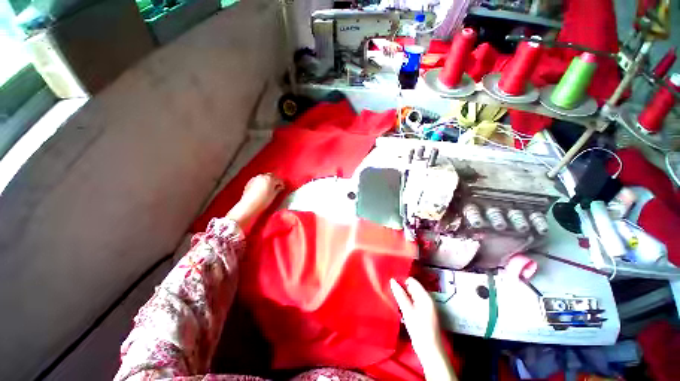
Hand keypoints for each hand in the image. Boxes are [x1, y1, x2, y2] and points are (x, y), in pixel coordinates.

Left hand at [227, 174, 284, 231]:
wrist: (249, 206)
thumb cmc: (263, 201)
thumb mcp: (273, 195)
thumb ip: (278, 189)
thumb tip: (280, 187)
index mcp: (270, 179)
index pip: (279, 179)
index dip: (281, 184)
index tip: (282, 188)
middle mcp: (262, 176)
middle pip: (271, 176)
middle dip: (274, 180)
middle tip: (276, 187)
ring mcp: (255, 178)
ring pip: (264, 177)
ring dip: (267, 180)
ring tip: (269, 187)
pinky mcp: (250, 182)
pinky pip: (258, 180)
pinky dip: (261, 182)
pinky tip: (261, 188)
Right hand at [390, 277, 456, 380]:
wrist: (430, 350)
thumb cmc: (419, 329)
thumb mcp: (408, 311)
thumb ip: (400, 295)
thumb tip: (392, 280)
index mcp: (425, 296)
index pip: (412, 281)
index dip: (401, 280)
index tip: (391, 284)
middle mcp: (426, 299)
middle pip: (412, 288)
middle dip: (401, 289)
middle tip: (390, 292)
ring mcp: (425, 307)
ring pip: (411, 296)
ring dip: (403, 297)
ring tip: (393, 299)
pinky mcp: (423, 314)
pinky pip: (413, 304)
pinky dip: (406, 304)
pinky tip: (399, 308)